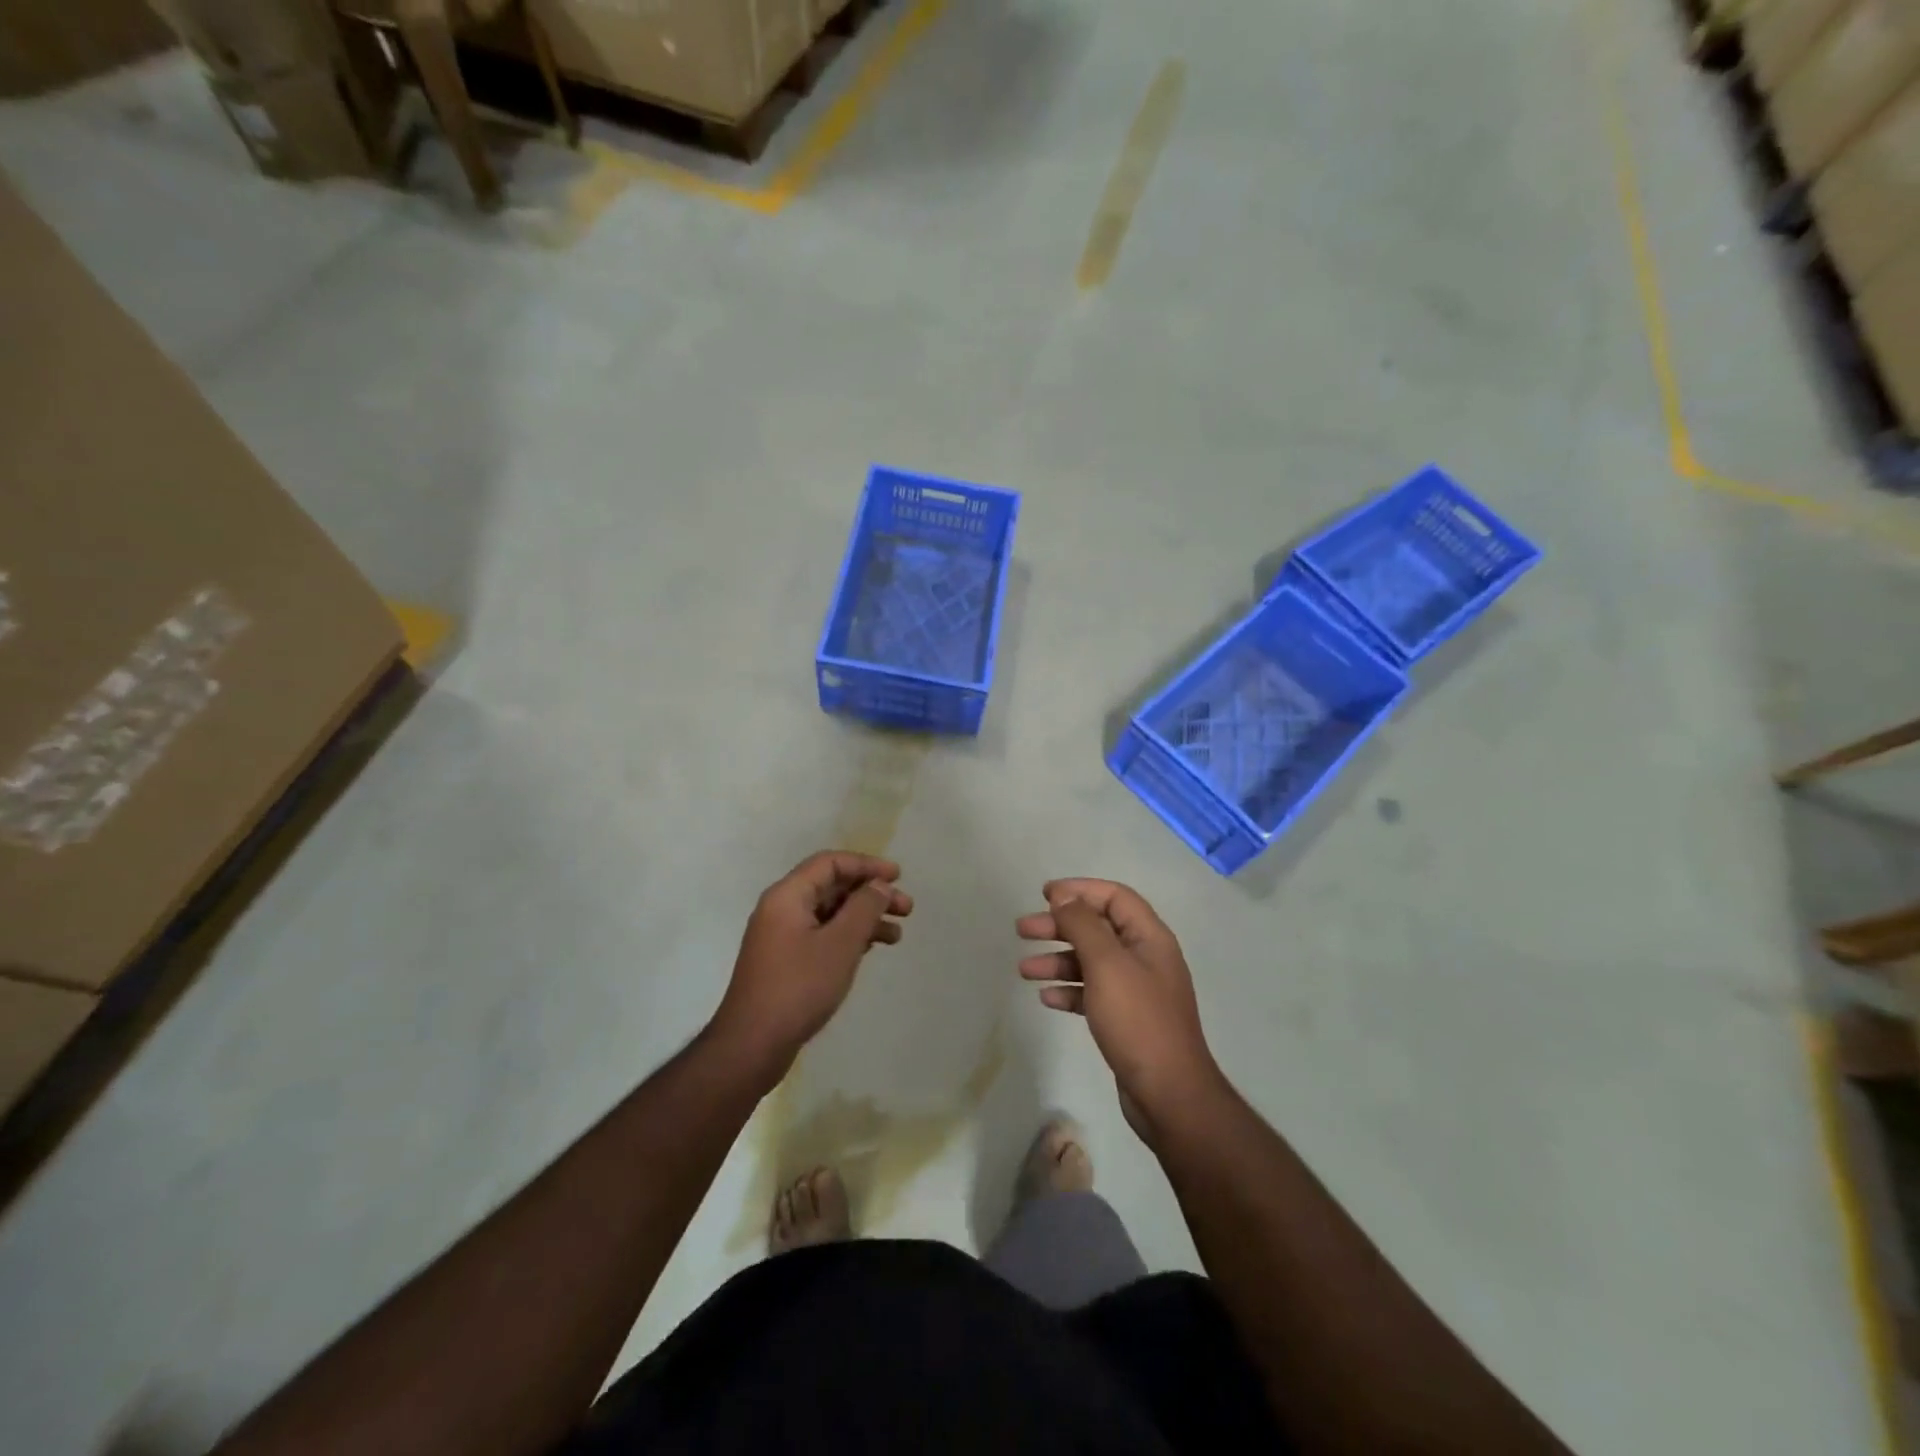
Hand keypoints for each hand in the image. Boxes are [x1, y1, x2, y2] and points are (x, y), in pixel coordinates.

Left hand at [710, 852, 911, 1087]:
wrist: (751, 1045)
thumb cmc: (799, 987)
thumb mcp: (840, 944)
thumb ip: (864, 908)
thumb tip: (878, 885)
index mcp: (787, 896)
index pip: (830, 863)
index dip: (866, 865)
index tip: (898, 876)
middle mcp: (781, 909)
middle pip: (832, 887)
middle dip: (870, 894)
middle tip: (906, 908)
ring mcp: (782, 937)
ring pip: (830, 913)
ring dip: (864, 918)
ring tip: (896, 935)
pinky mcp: (786, 961)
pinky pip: (822, 935)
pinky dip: (849, 937)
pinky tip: (871, 949)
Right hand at [1017, 879, 1222, 1138]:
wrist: (1169, 1094)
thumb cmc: (1137, 1020)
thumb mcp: (1106, 964)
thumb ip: (1083, 925)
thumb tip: (1064, 896)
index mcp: (1149, 938)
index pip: (1114, 897)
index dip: (1080, 890)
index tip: (1044, 894)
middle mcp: (1145, 958)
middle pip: (1098, 928)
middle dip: (1059, 926)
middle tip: (1022, 930)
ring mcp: (1137, 991)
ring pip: (1091, 962)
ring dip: (1057, 960)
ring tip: (1024, 969)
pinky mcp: (1127, 1020)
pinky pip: (1092, 993)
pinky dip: (1069, 990)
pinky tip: (1047, 998)